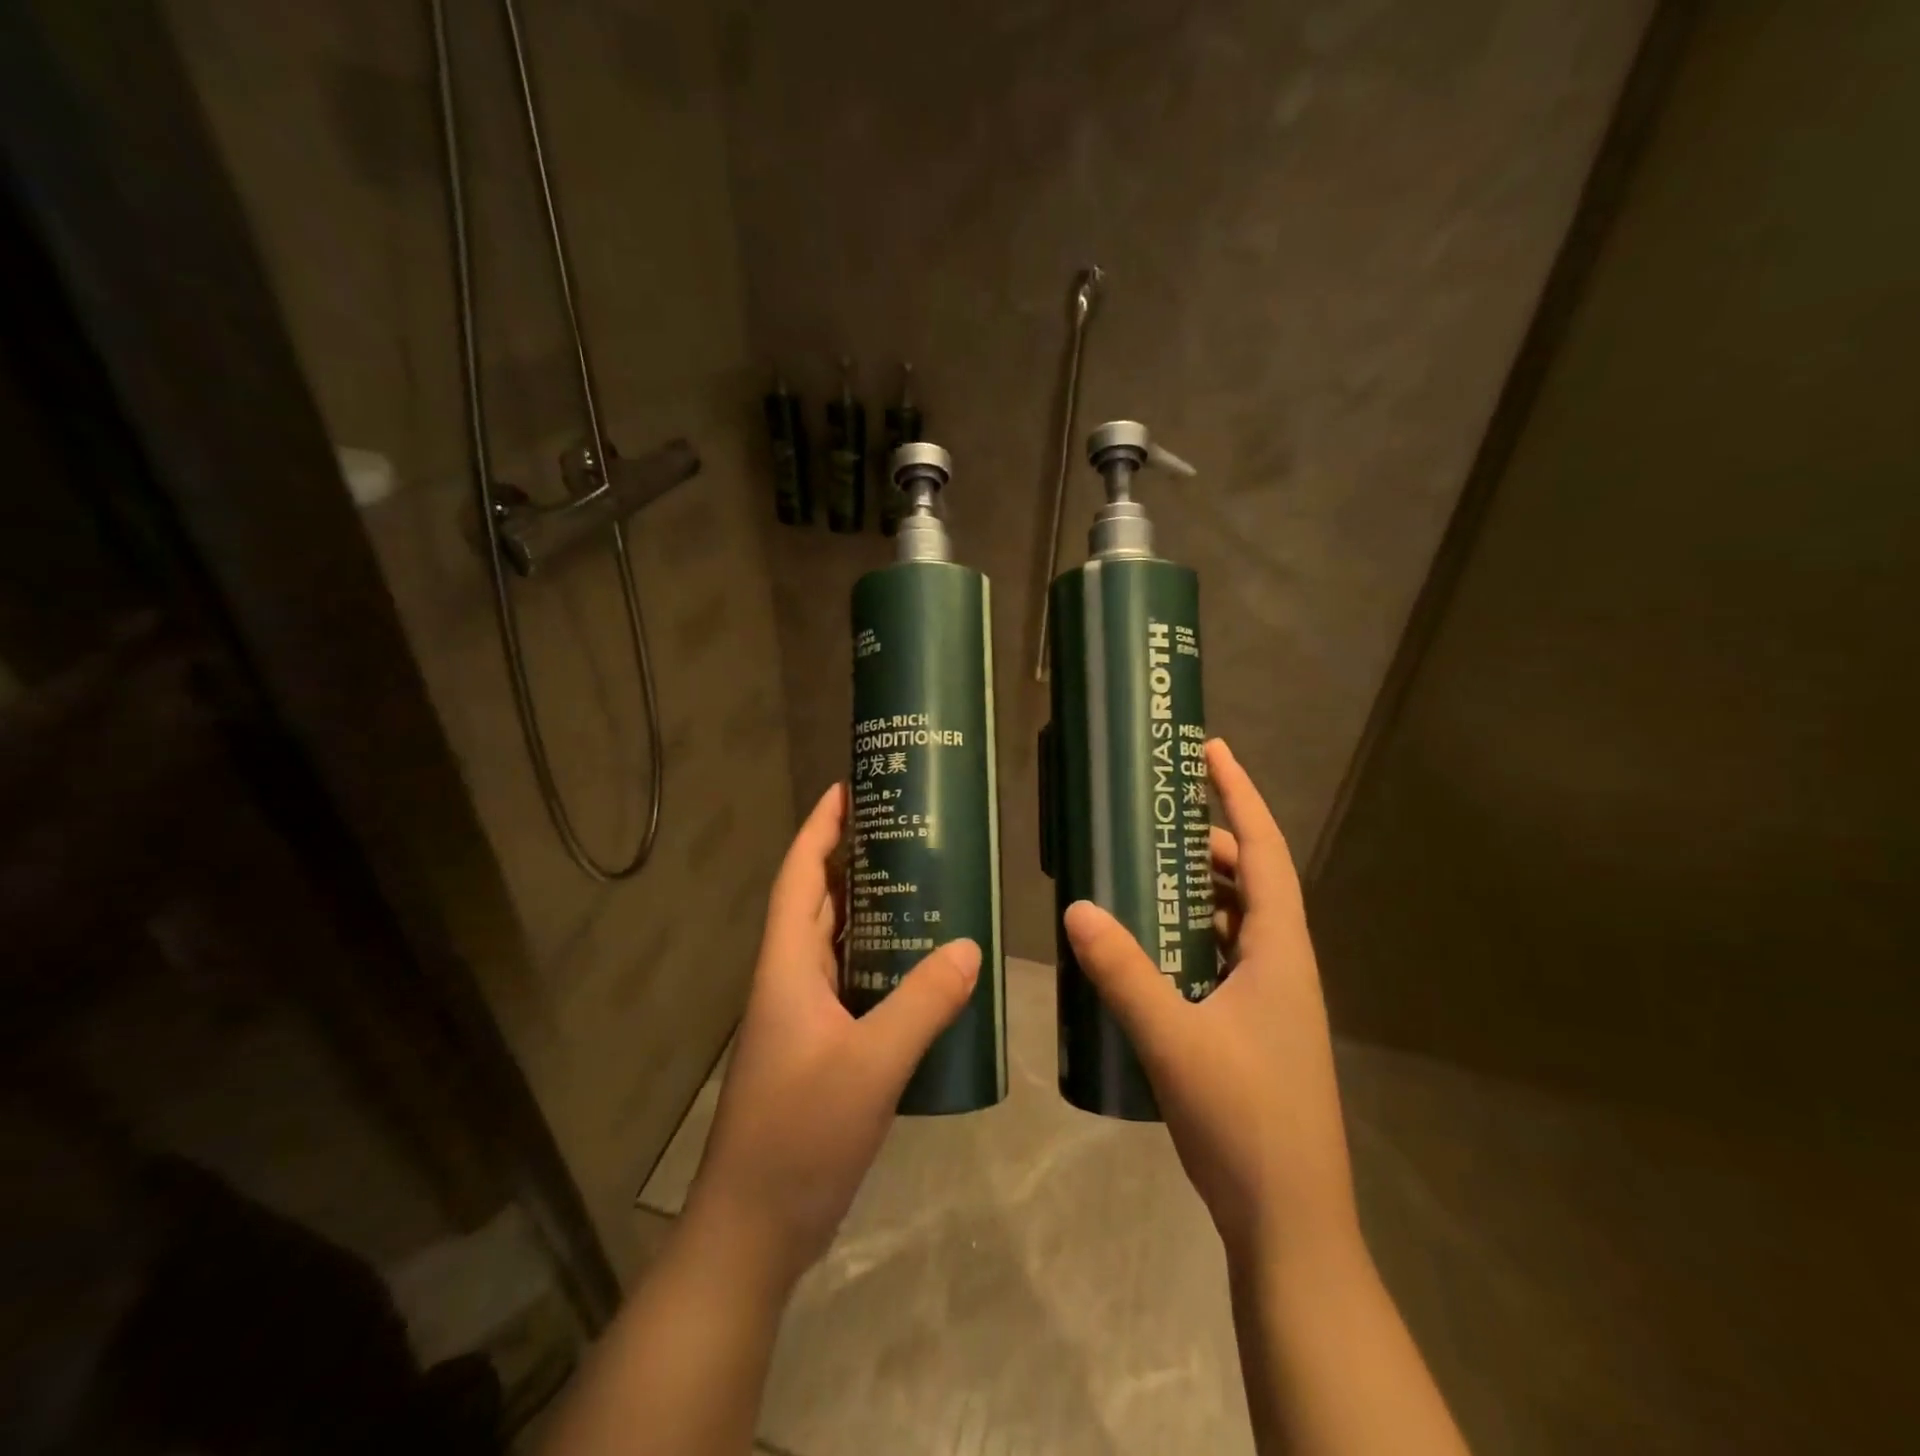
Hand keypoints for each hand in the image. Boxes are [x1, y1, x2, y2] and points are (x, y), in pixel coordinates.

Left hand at [683, 783, 979, 1291]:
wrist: (754, 1230)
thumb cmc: (799, 1137)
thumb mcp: (870, 1066)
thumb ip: (921, 1004)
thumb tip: (969, 946)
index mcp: (787, 968)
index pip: (799, 877)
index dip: (818, 829)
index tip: (846, 788)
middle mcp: (790, 981)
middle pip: (817, 902)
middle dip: (852, 860)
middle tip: (904, 831)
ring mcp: (802, 1017)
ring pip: (836, 943)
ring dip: (869, 909)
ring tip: (922, 884)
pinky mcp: (819, 1048)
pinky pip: (852, 983)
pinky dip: (881, 961)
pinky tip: (922, 967)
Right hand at [1063, 740, 1358, 1265]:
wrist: (1289, 1221)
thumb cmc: (1245, 1120)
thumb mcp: (1173, 1039)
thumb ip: (1123, 973)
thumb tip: (1075, 908)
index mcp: (1280, 952)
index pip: (1266, 852)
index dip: (1240, 796)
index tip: (1212, 751)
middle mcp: (1282, 965)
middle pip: (1251, 881)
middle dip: (1208, 842)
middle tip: (1153, 820)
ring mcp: (1271, 1000)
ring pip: (1236, 921)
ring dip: (1198, 890)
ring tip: (1143, 872)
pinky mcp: (1253, 1029)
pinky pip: (1222, 958)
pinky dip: (1191, 936)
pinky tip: (1149, 946)